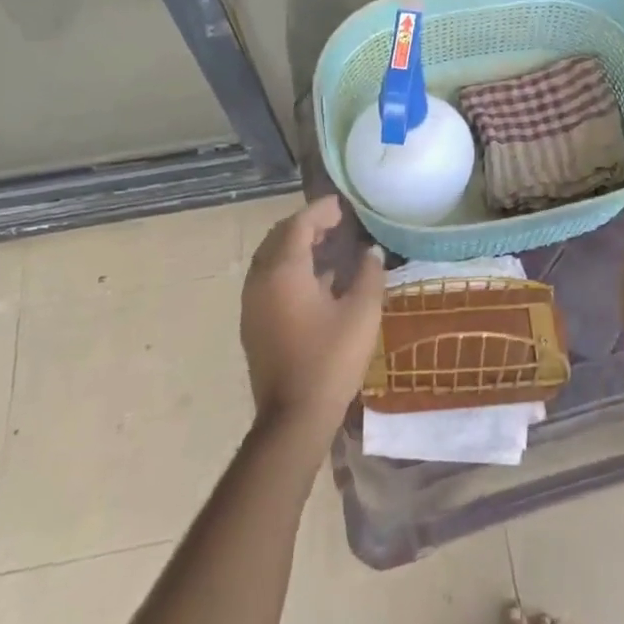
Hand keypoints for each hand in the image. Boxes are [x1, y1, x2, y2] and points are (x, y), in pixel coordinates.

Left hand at [240, 195, 384, 439]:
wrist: (293, 417)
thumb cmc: (330, 360)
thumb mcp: (362, 313)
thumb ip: (369, 274)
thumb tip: (371, 252)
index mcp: (284, 271)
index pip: (299, 224)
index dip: (321, 211)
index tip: (343, 205)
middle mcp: (261, 280)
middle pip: (279, 237)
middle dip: (306, 225)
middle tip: (336, 222)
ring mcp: (253, 303)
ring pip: (271, 259)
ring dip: (297, 246)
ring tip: (329, 245)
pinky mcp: (254, 323)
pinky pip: (269, 279)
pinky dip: (289, 268)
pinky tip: (318, 280)